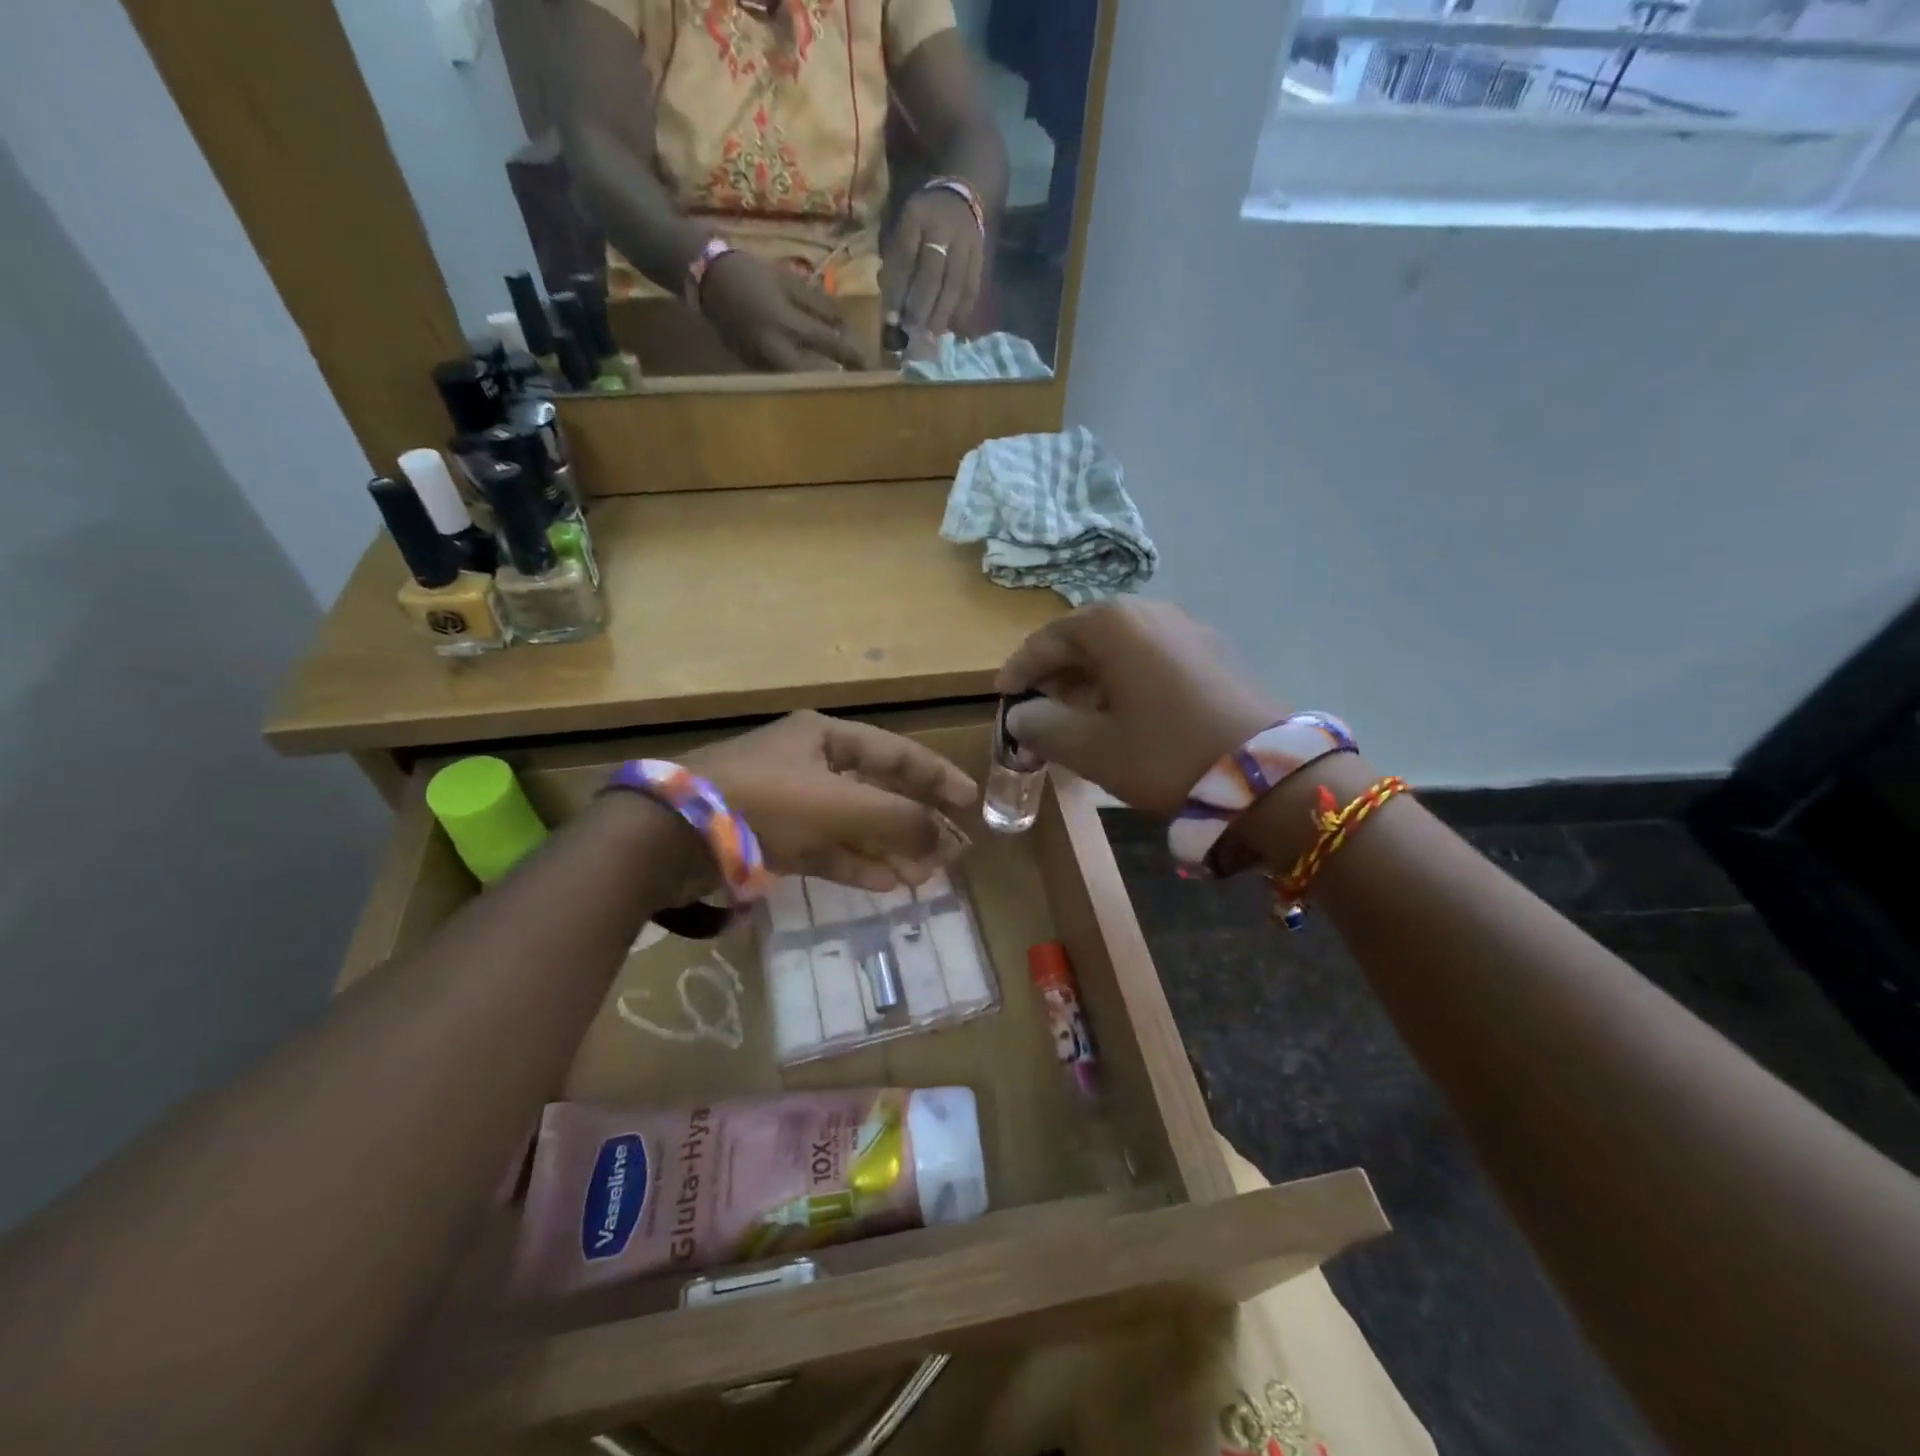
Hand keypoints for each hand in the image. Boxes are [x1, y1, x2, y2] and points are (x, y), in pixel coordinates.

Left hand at [683, 712, 977, 889]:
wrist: (671, 836)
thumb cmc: (763, 801)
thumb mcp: (837, 805)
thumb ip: (897, 820)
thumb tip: (943, 841)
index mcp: (826, 738)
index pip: (897, 754)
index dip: (937, 777)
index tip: (970, 803)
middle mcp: (811, 764)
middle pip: (878, 792)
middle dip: (915, 822)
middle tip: (953, 850)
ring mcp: (791, 803)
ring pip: (854, 825)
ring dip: (890, 849)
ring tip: (927, 875)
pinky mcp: (773, 838)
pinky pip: (827, 850)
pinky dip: (856, 865)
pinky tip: (888, 885)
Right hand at [699, 252, 867, 371]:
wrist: (702, 276)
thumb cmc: (749, 272)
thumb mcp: (788, 281)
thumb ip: (818, 305)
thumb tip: (846, 325)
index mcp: (787, 322)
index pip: (830, 344)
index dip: (854, 356)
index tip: (874, 368)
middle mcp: (776, 349)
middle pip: (816, 376)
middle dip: (838, 380)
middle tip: (858, 383)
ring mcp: (762, 362)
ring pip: (799, 382)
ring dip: (820, 384)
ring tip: (842, 385)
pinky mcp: (752, 369)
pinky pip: (783, 379)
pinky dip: (800, 380)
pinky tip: (813, 379)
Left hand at [881, 187, 984, 342]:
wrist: (960, 196)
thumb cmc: (922, 219)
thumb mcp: (901, 227)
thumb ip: (894, 262)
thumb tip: (891, 306)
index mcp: (916, 216)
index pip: (904, 258)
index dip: (897, 291)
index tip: (891, 318)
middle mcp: (942, 228)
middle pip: (931, 275)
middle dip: (920, 307)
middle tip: (912, 333)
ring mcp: (965, 243)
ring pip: (954, 285)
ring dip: (942, 314)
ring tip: (931, 336)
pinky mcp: (980, 257)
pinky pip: (972, 288)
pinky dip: (962, 310)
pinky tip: (953, 327)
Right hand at [996, 600, 1284, 815]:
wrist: (1269, 774)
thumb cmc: (1166, 753)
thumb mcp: (1093, 748)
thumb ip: (1044, 728)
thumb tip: (1020, 718)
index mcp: (1114, 624)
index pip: (1048, 639)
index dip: (1020, 670)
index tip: (1002, 696)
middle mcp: (1150, 611)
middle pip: (1085, 639)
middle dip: (1056, 675)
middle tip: (1038, 711)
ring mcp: (1187, 627)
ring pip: (1120, 649)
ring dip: (1090, 679)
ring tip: (1076, 718)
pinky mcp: (1213, 651)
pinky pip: (1152, 657)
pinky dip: (1125, 681)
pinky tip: (1123, 715)